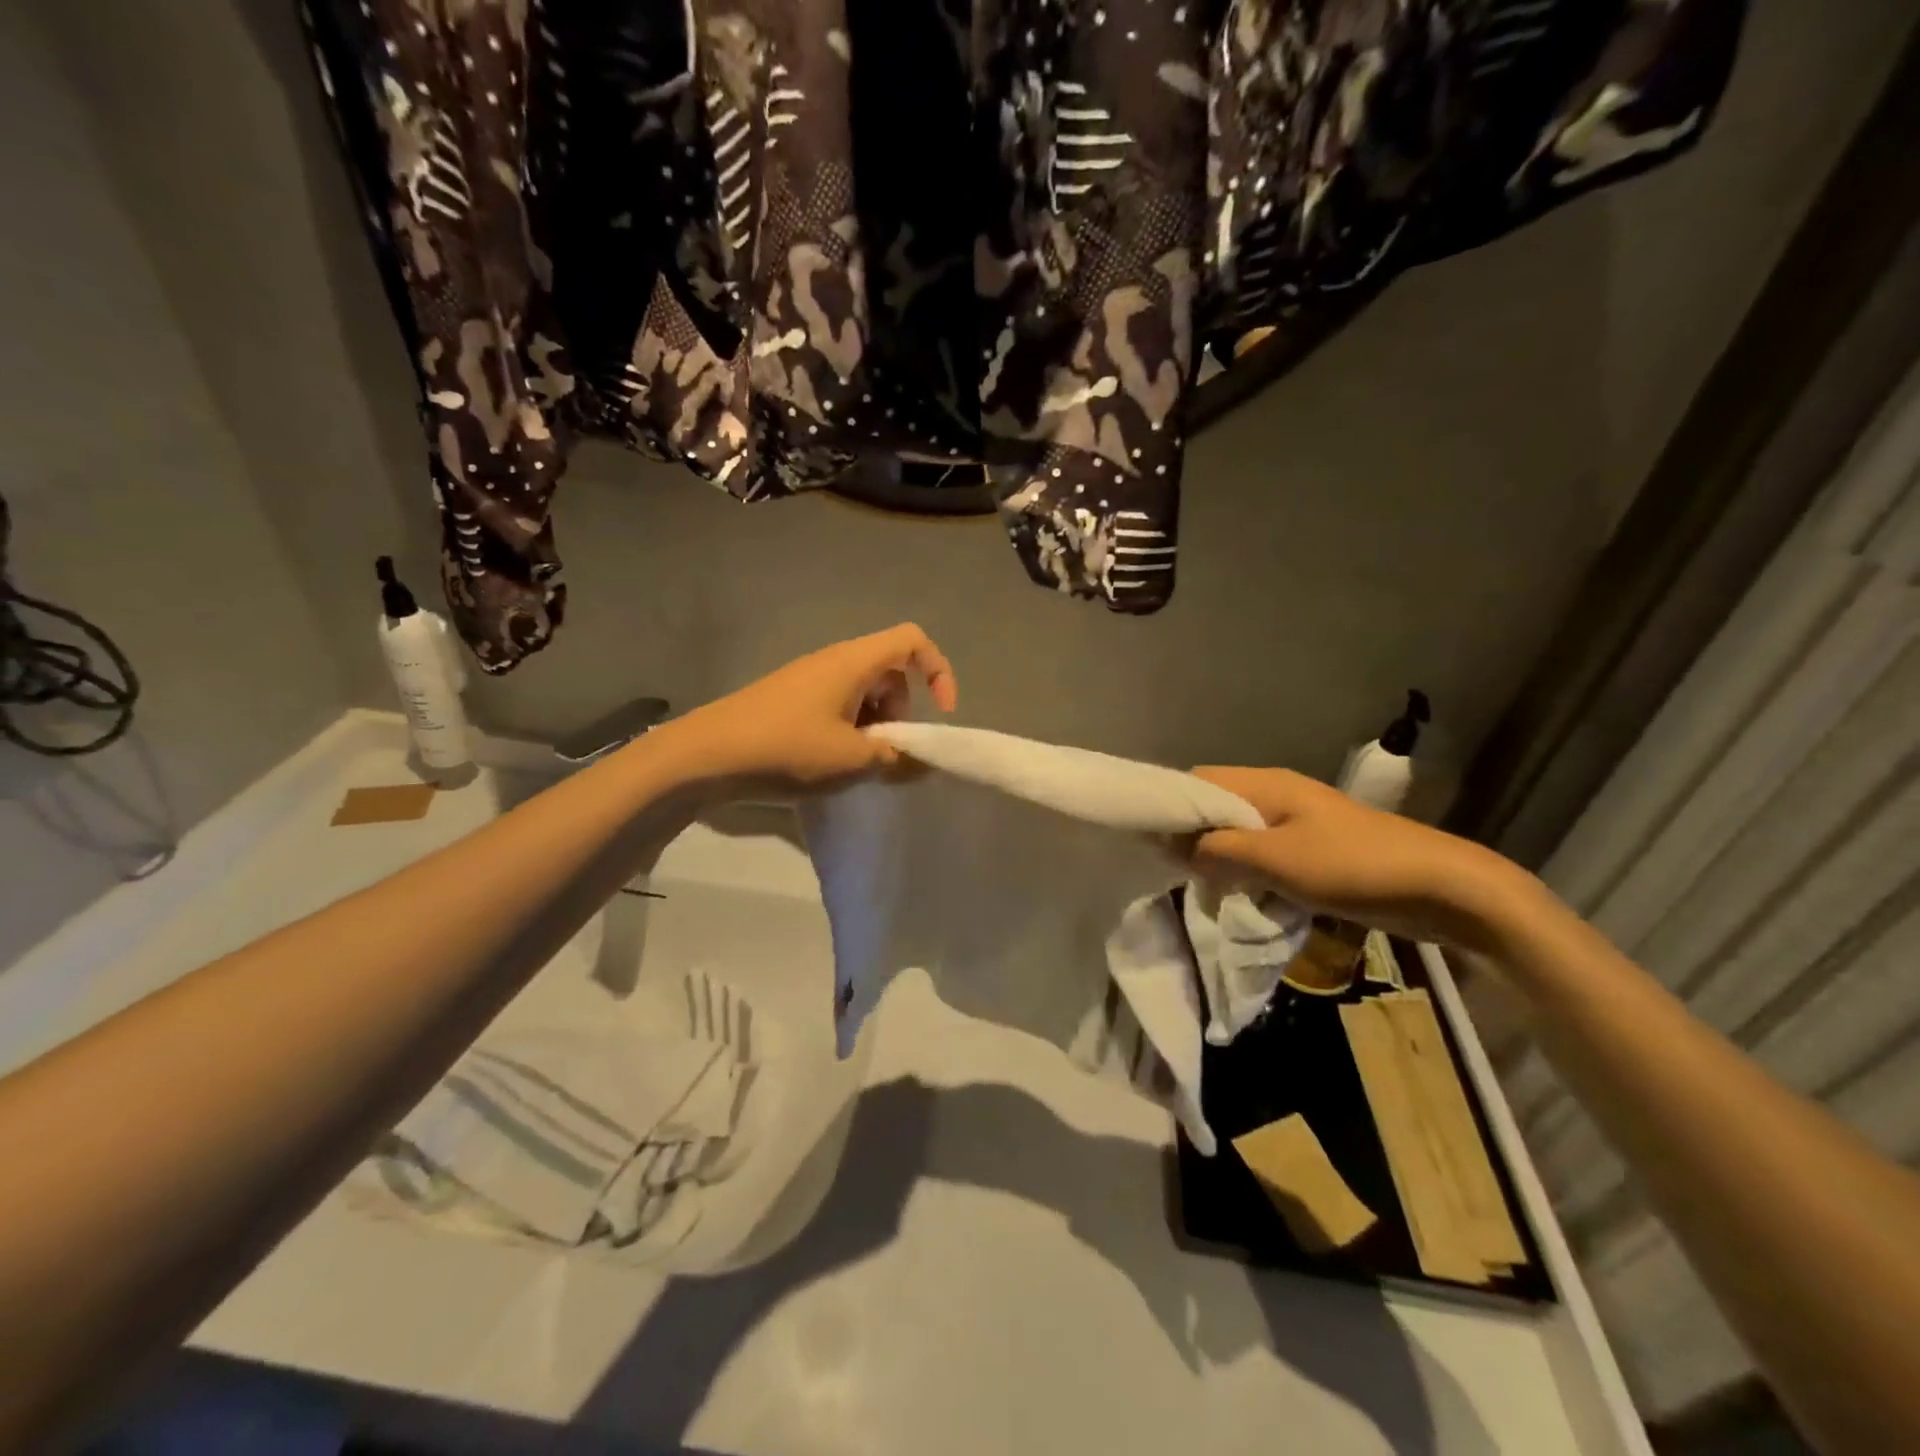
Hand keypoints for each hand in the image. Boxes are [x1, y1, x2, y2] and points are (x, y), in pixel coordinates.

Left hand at [668, 624, 958, 790]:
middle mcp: (833, 662)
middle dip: (903, 712)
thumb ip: (896, 759)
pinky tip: (830, 765)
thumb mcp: (851, 760)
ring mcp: (809, 681)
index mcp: (853, 662)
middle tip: (888, 753)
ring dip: (875, 727)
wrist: (704, 756)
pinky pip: (837, 707)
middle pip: (890, 672)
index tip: (941, 714)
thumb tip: (920, 762)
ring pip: (863, 694)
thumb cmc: (785, 749)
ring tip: (857, 766)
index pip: (912, 640)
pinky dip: (849, 732)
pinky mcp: (790, 701)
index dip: (938, 670)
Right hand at [1189, 766, 1540, 953]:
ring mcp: (1298, 822)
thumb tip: (1181, 852)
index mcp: (1266, 785)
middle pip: (1216, 807)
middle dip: (1192, 837)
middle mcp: (1277, 795)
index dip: (1171, 807)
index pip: (1198, 781)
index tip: (1150, 843)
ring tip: (1205, 889)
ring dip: (1220, 858)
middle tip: (1176, 873)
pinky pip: (1264, 853)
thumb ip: (1220, 852)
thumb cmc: (1353, 866)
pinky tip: (1244, 896)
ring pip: (1239, 833)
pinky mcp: (1314, 850)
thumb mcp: (1276, 860)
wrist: (1442, 887)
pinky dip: (1247, 871)